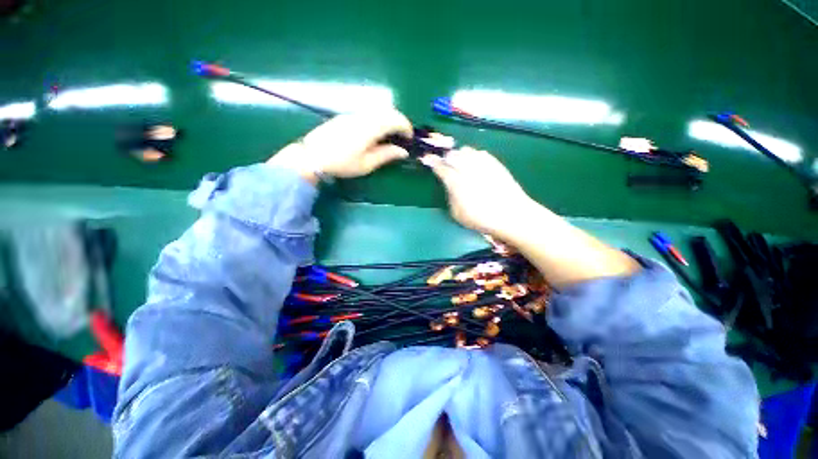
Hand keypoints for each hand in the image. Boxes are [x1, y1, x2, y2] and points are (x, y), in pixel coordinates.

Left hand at [267, 110, 412, 183]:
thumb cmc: (342, 163)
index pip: (394, 119)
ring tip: (389, 137)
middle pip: (387, 111)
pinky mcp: (345, 117)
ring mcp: (353, 114)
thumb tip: (403, 152)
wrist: (312, 156)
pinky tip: (373, 134)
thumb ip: (386, 155)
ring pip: (377, 111)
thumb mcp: (367, 164)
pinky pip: (367, 114)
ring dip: (388, 120)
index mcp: (370, 127)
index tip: (409, 138)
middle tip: (401, 137)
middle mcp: (363, 116)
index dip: (406, 127)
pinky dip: (377, 121)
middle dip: (399, 122)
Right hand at [421, 147, 532, 234]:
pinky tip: (475, 164)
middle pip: (452, 155)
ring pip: (466, 150)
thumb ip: (450, 196)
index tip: (426, 158)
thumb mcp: (457, 213)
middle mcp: (468, 168)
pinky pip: (480, 153)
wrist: (512, 215)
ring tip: (460, 163)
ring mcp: (483, 163)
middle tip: (445, 164)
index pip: (440, 167)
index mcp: (456, 182)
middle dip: (445, 157)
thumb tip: (449, 185)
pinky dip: (473, 156)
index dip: (432, 162)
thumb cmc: (481, 219)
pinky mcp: (495, 163)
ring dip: (459, 155)